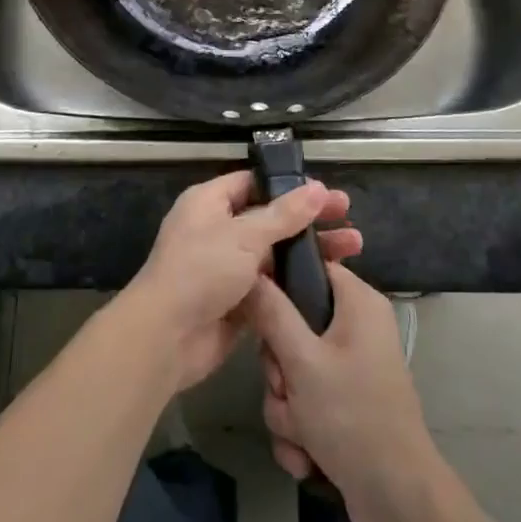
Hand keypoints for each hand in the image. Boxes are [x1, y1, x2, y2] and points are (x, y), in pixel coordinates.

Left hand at [121, 171, 361, 391]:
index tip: (325, 191)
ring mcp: (228, 267)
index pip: (254, 183)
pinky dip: (298, 282)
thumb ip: (284, 214)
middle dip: (309, 218)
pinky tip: (331, 281)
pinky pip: (273, 285)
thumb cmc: (200, 271)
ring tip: (354, 248)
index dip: (289, 185)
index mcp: (209, 203)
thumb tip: (317, 188)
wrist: (166, 338)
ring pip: (276, 252)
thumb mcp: (244, 236)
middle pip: (270, 217)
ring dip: (310, 250)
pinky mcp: (238, 301)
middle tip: (348, 217)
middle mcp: (218, 230)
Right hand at [247, 263, 440, 521]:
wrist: (398, 503)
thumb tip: (250, 271)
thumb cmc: (352, 416)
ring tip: (301, 433)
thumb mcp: (302, 361)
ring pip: (293, 370)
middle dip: (280, 368)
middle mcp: (357, 329)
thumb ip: (272, 313)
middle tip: (287, 387)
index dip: (281, 285)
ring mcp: (351, 370)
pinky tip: (307, 457)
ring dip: (286, 406)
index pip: (311, 267)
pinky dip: (300, 431)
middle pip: (294, 325)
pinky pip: (305, 403)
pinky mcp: (345, 406)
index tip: (261, 312)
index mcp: (358, 303)